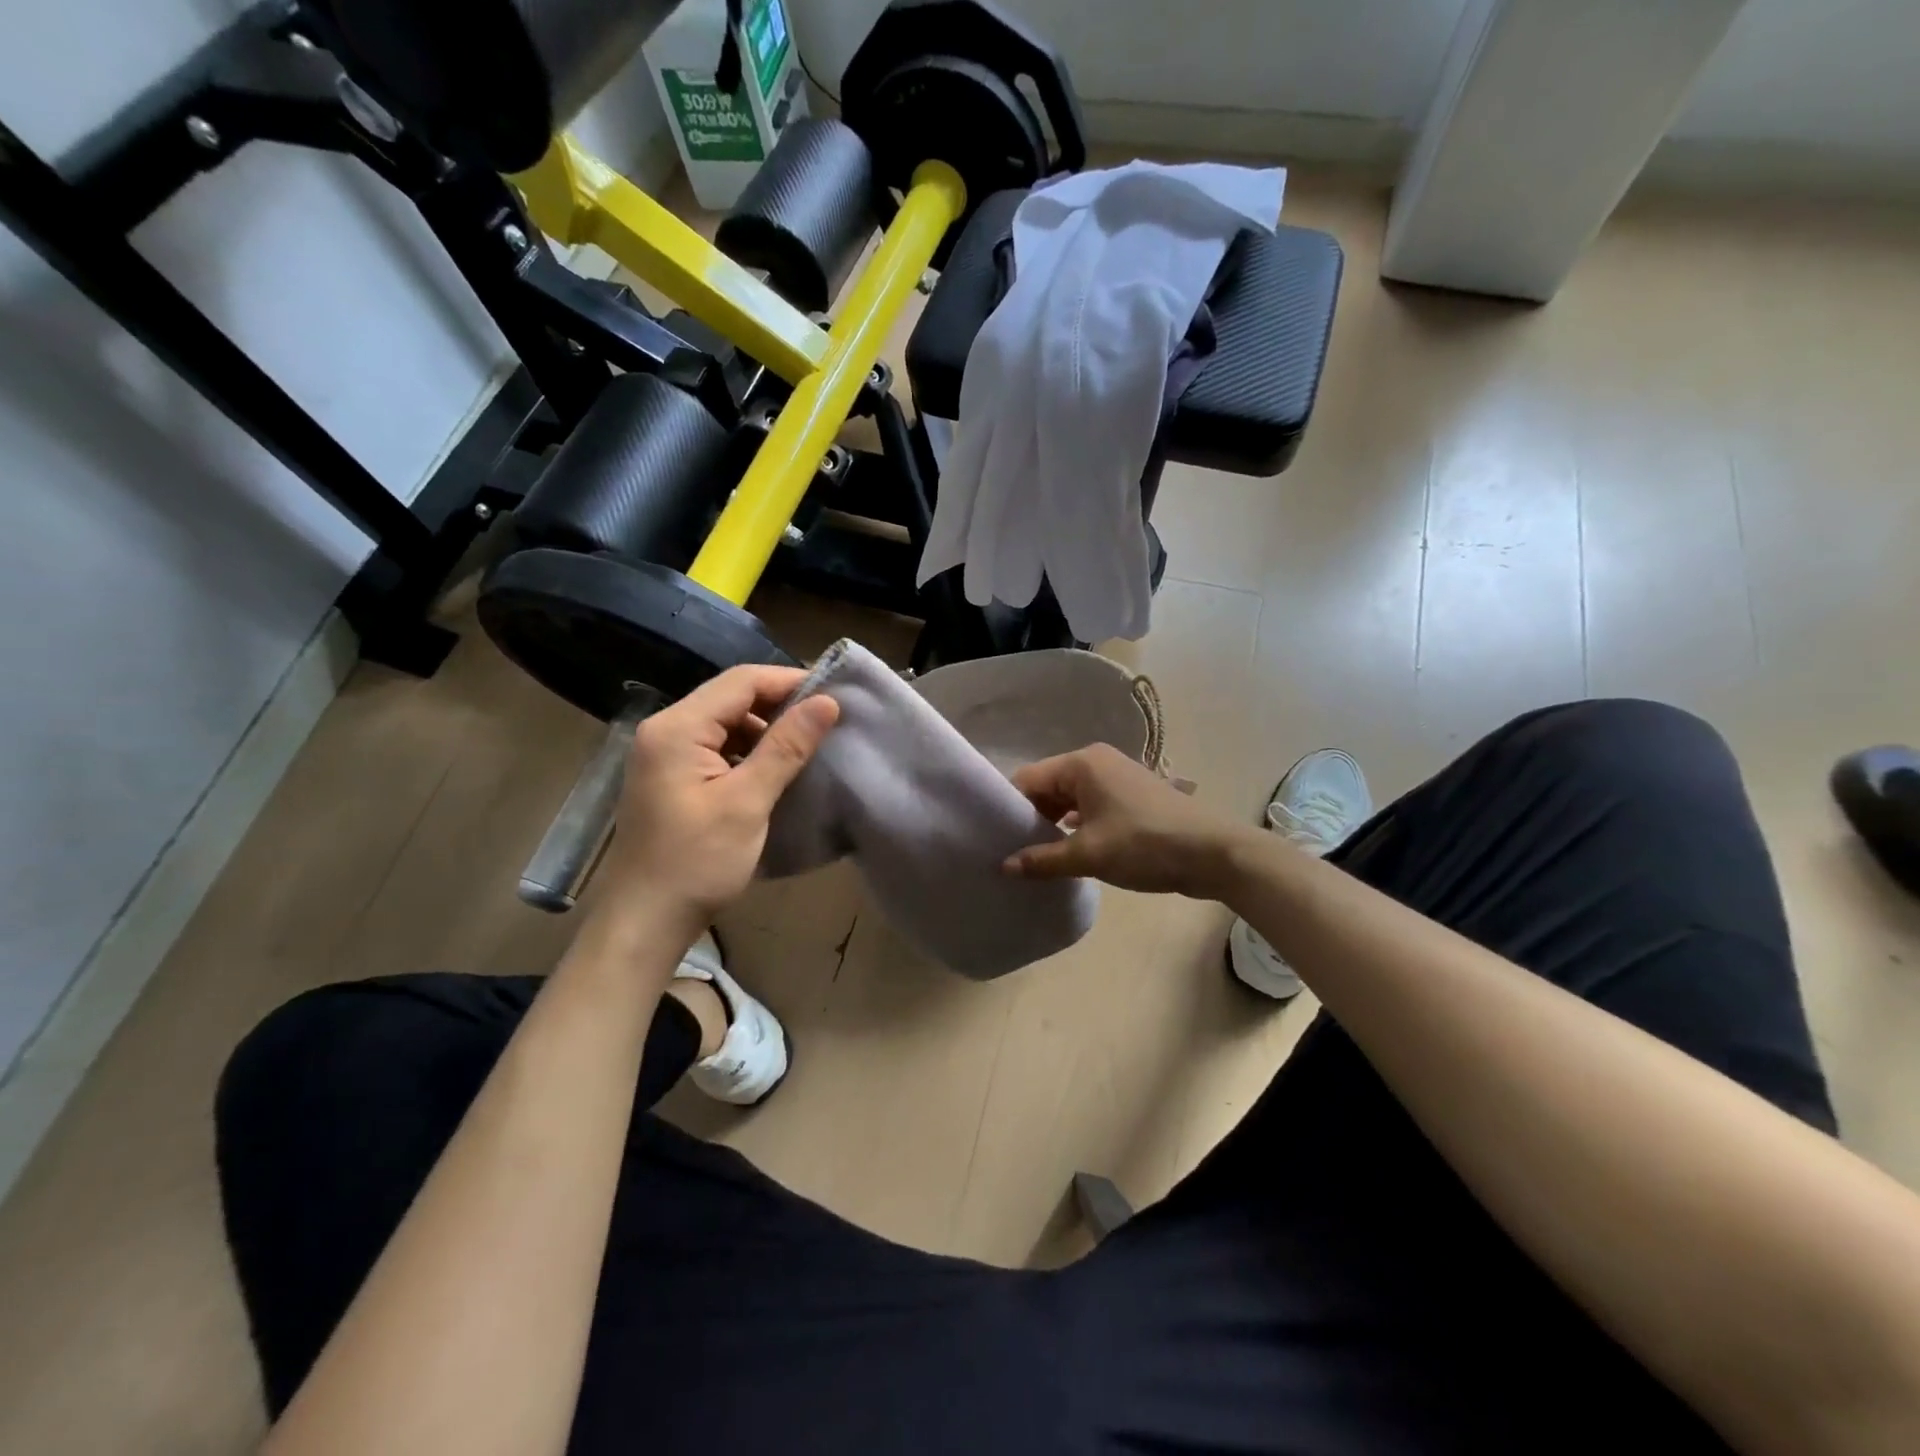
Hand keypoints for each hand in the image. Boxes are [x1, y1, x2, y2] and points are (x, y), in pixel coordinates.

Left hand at [602, 665, 838, 925]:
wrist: (644, 922)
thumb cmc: (697, 862)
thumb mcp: (747, 802)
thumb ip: (786, 746)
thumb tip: (827, 702)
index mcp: (677, 728)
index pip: (740, 682)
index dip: (789, 682)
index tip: (834, 695)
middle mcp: (664, 730)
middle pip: (731, 699)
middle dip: (779, 705)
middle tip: (826, 722)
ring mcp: (664, 755)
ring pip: (725, 724)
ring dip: (765, 730)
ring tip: (808, 746)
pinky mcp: (671, 778)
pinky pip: (716, 748)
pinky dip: (748, 752)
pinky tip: (775, 770)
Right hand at [1003, 743, 1246, 897]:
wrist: (1214, 853)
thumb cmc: (1145, 845)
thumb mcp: (1088, 856)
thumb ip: (1043, 860)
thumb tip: (1004, 866)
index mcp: (1082, 764)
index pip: (1028, 779)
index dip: (1010, 808)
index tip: (997, 839)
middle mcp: (1096, 762)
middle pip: (1048, 786)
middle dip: (1031, 817)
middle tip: (1014, 852)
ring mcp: (1117, 777)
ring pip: (1069, 797)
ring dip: (1054, 824)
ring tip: (1037, 856)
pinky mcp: (1131, 796)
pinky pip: (1090, 805)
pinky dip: (1076, 825)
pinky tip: (1069, 852)